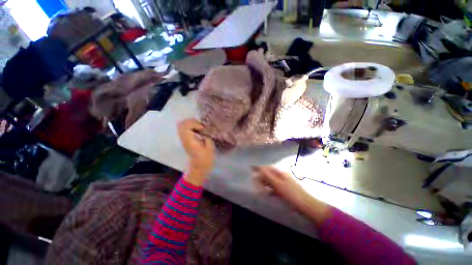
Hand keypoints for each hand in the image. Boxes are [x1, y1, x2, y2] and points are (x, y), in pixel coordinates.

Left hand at [178, 119, 214, 185]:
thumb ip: (207, 136)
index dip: (195, 124)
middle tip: (200, 125)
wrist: (199, 167)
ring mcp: (183, 139)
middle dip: (191, 121)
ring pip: (181, 126)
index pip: (186, 126)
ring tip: (199, 127)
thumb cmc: (205, 159)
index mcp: (190, 140)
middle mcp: (184, 139)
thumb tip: (206, 130)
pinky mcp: (185, 140)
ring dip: (190, 124)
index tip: (203, 128)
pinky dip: (190, 127)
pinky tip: (197, 130)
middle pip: (181, 124)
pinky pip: (184, 129)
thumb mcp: (210, 147)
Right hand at [253, 166, 329, 224]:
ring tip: (258, 187)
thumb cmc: (291, 194)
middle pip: (268, 174)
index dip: (259, 167)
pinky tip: (266, 193)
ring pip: (271, 181)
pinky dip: (269, 190)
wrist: (306, 205)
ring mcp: (283, 183)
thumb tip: (260, 168)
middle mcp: (281, 176)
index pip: (267, 168)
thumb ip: (268, 176)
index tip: (251, 167)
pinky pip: (274, 188)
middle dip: (261, 177)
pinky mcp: (284, 190)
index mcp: (280, 173)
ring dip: (264, 184)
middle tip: (253, 180)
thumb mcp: (278, 184)